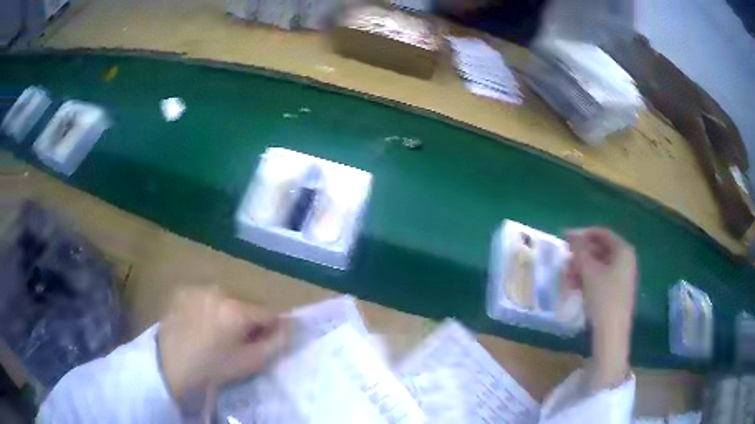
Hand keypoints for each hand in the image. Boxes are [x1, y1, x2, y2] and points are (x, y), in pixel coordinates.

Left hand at [158, 287, 289, 399]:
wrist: (169, 366)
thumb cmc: (213, 368)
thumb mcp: (250, 362)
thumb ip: (276, 343)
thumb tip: (291, 325)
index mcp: (237, 309)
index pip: (269, 312)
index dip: (271, 327)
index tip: (264, 341)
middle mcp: (219, 291)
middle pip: (246, 304)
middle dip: (248, 320)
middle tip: (238, 341)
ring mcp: (198, 288)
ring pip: (225, 299)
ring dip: (227, 312)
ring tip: (216, 333)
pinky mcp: (182, 290)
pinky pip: (205, 297)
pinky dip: (207, 307)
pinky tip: (199, 324)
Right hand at [564, 228, 636, 389]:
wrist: (611, 332)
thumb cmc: (603, 297)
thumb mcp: (589, 271)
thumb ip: (580, 250)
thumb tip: (571, 234)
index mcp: (623, 250)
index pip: (602, 233)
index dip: (582, 233)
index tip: (565, 238)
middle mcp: (625, 260)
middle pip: (600, 249)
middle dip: (581, 254)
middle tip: (565, 260)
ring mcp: (622, 277)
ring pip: (598, 265)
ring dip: (581, 268)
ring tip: (566, 277)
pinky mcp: (616, 291)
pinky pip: (600, 278)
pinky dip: (587, 279)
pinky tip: (574, 287)